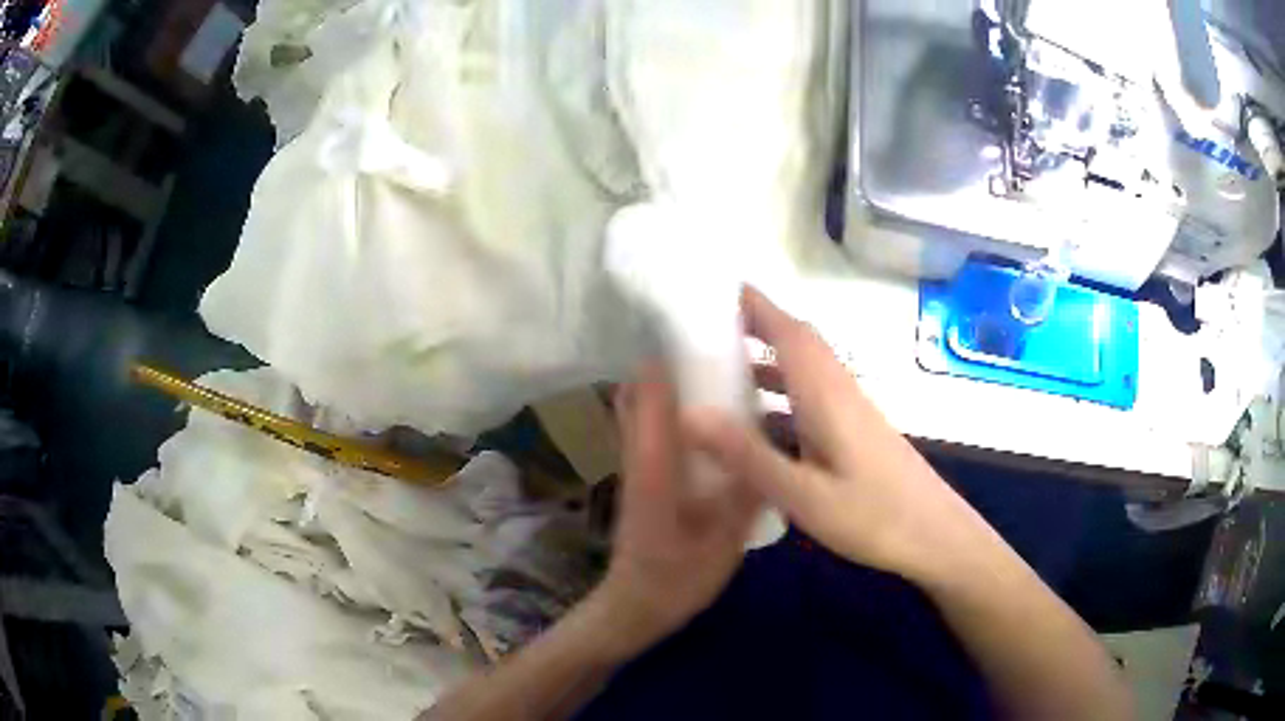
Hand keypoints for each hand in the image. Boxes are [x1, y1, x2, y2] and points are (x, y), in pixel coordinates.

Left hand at [590, 365, 761, 658]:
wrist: (637, 606)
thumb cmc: (677, 575)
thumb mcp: (724, 537)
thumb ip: (746, 489)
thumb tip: (771, 440)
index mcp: (655, 461)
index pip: (650, 388)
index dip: (671, 351)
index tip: (706, 330)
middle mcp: (639, 451)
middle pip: (639, 387)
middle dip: (671, 360)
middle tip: (719, 351)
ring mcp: (636, 463)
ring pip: (641, 406)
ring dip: (670, 383)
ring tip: (721, 376)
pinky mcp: (642, 476)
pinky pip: (651, 428)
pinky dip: (672, 410)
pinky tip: (714, 424)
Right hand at [685, 287, 989, 583]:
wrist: (935, 535)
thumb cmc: (873, 516)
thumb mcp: (803, 494)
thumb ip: (749, 455)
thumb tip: (690, 414)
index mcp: (826, 395)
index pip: (789, 333)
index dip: (757, 306)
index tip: (719, 288)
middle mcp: (841, 391)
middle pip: (800, 342)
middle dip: (759, 324)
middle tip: (712, 326)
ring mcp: (854, 411)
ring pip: (808, 368)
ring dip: (771, 358)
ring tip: (726, 368)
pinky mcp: (860, 431)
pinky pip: (815, 394)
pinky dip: (786, 390)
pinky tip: (765, 420)